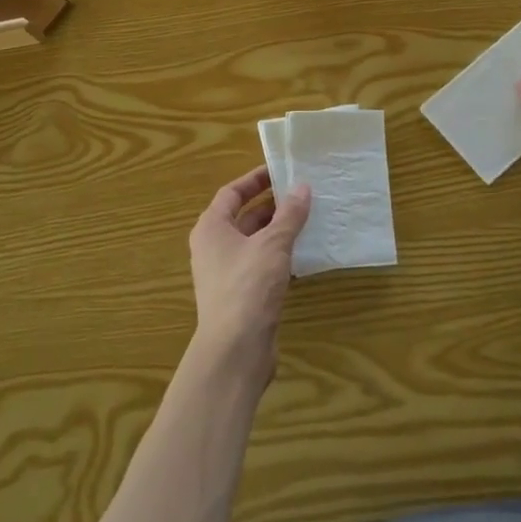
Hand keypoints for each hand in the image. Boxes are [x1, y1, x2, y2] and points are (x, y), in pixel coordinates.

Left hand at [188, 166, 311, 380]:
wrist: (235, 350)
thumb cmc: (248, 286)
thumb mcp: (272, 244)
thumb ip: (289, 215)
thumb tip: (302, 187)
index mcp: (211, 228)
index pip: (231, 193)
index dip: (255, 180)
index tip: (280, 171)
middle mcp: (214, 247)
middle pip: (243, 217)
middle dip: (271, 206)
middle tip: (302, 194)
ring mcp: (226, 273)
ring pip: (254, 243)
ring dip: (278, 232)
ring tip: (308, 220)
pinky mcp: (241, 296)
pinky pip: (261, 265)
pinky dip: (279, 256)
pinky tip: (303, 255)